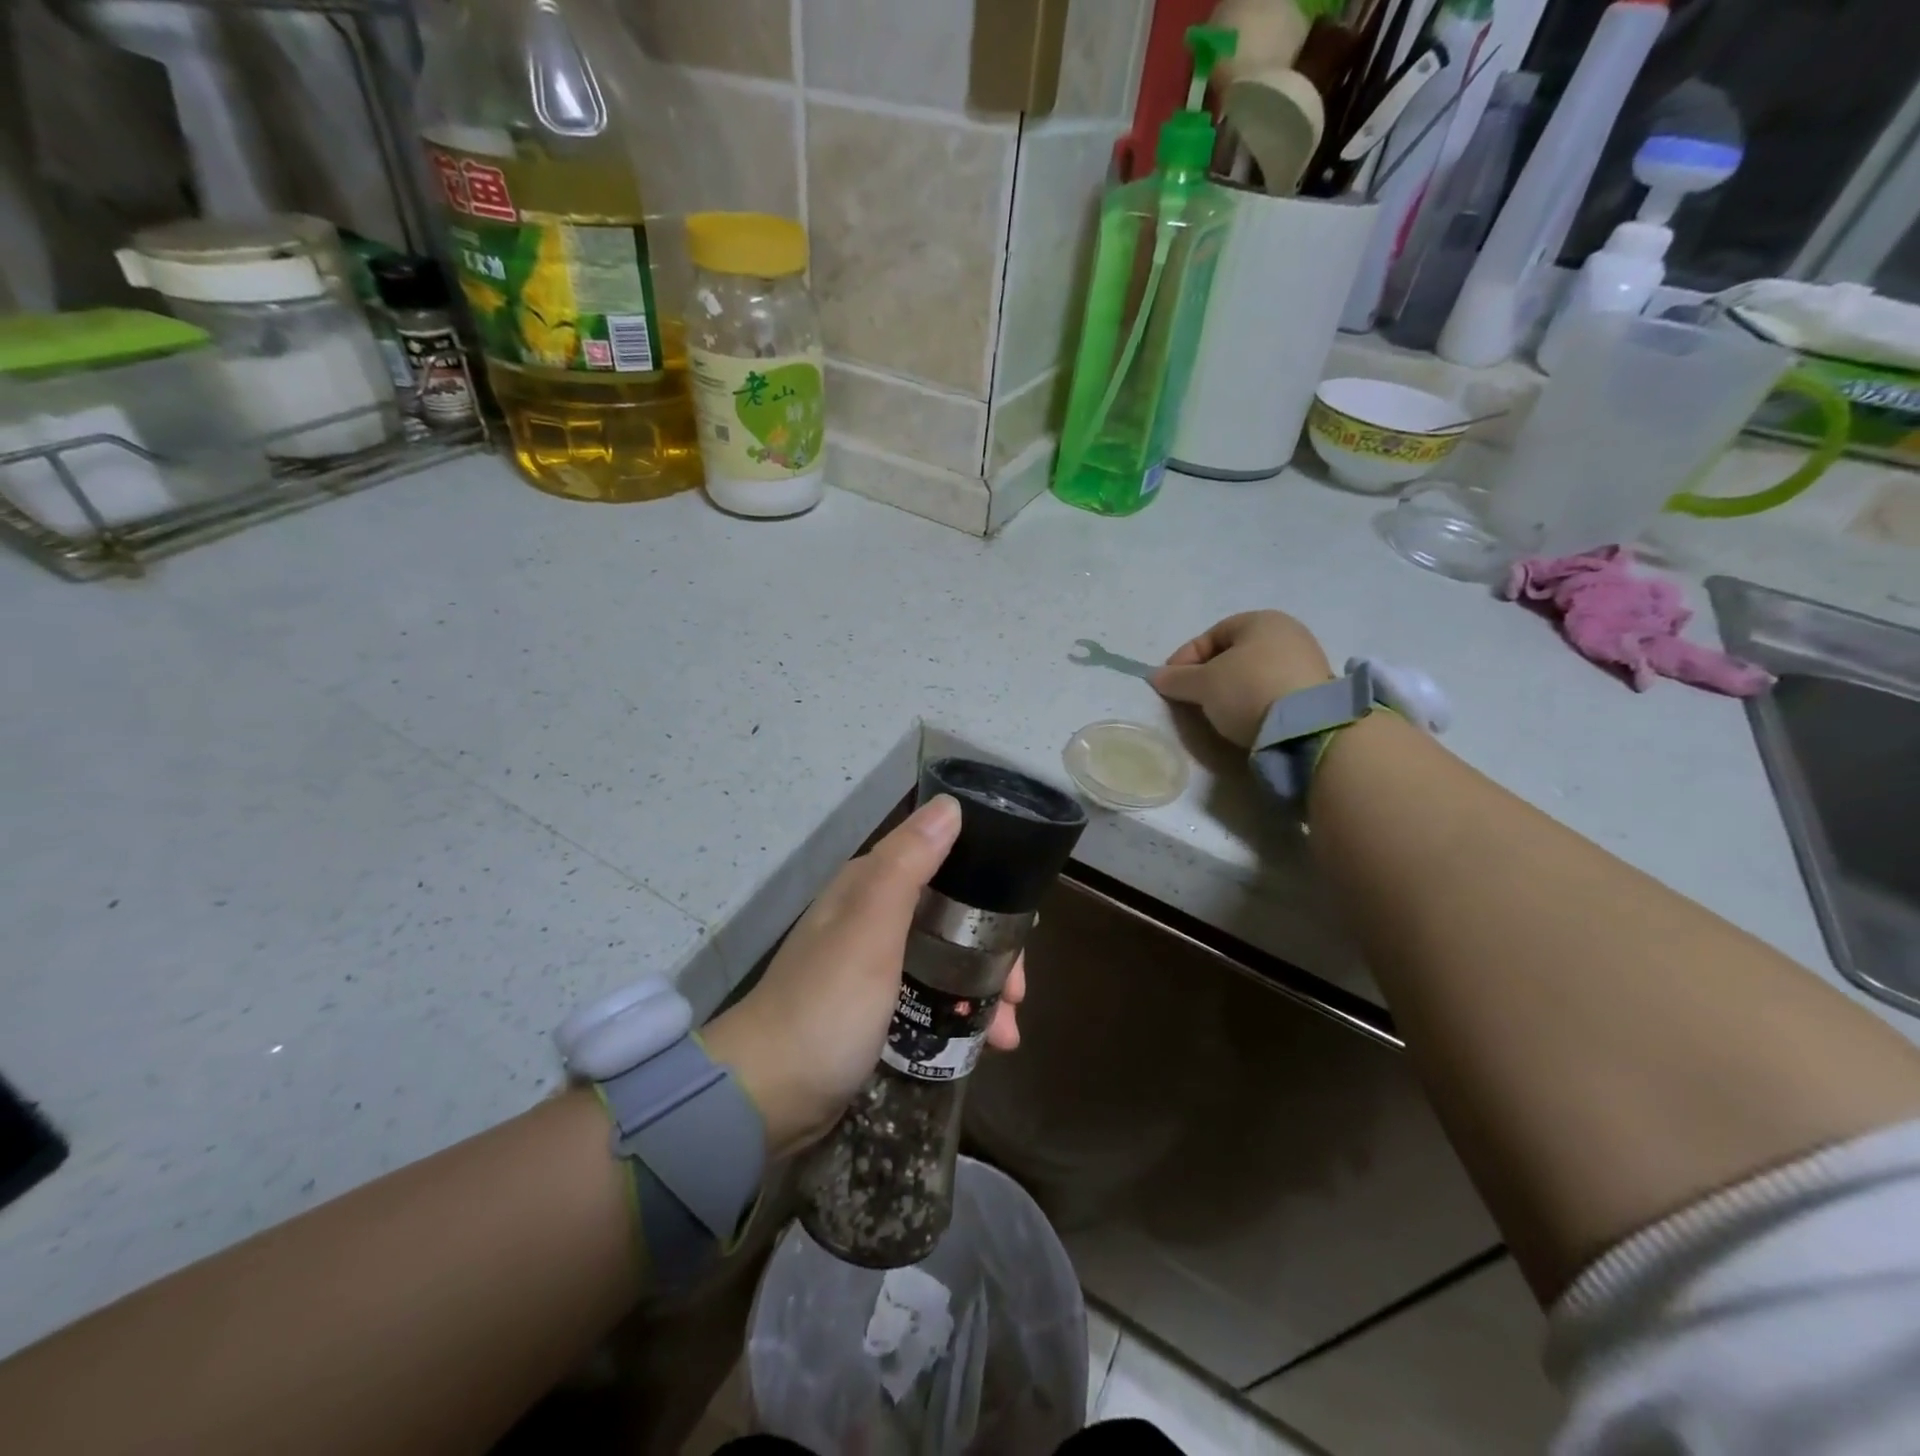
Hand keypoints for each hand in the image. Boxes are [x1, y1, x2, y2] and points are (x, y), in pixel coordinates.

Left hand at [700, 796, 1025, 1157]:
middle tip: (1018, 991)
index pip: (944, 864)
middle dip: (992, 949)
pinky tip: (985, 1042)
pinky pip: (931, 996)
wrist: (767, 1096)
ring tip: (1009, 1031)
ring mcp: (873, 965)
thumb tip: (950, 805)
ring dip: (982, 987)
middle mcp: (872, 917)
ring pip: (945, 959)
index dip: (989, 888)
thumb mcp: (870, 930)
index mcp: (870, 887)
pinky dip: (960, 1013)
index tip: (1024, 926)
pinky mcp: (875, 1008)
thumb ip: (908, 865)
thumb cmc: (826, 1006)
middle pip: (951, 917)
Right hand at [1153, 610, 1333, 747]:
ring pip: (1254, 673)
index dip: (1185, 658)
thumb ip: (1177, 679)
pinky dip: (1255, 700)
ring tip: (1217, 712)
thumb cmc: (1247, 689)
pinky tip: (1246, 718)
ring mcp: (1307, 661)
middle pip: (1234, 653)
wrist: (1307, 727)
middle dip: (1209, 675)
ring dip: (1232, 690)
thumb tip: (1156, 677)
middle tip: (1192, 698)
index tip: (1170, 683)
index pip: (1211, 635)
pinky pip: (1273, 690)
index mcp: (1260, 620)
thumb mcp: (1203, 684)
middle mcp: (1288, 632)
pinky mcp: (1316, 690)